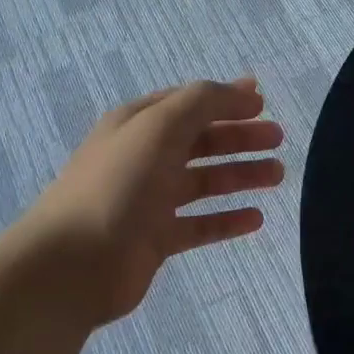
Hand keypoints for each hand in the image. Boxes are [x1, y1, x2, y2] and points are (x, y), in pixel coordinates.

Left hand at [18, 78, 284, 327]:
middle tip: (278, 139)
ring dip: (240, 175)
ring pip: (203, 182)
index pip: (187, 104)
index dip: (225, 101)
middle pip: (200, 141)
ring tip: (277, 175)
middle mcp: (143, 158)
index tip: (263, 103)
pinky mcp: (156, 239)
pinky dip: (226, 220)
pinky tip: (255, 219)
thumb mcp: (160, 126)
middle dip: (239, 137)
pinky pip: (200, 225)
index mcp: (137, 124)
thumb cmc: (118, 185)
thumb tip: (243, 91)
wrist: (75, 262)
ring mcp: (149, 201)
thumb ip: (202, 102)